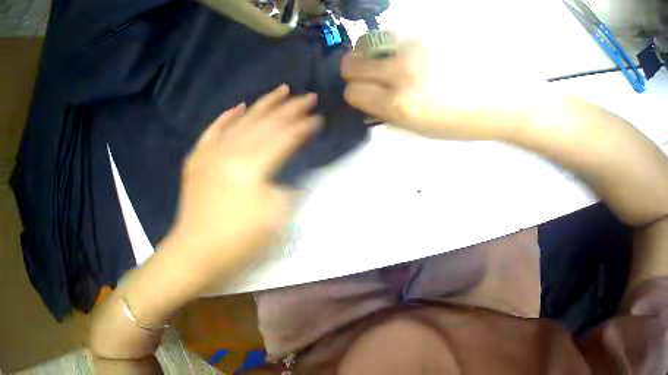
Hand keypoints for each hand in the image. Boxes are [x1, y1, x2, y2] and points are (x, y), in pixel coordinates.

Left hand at [171, 85, 321, 274]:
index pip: (283, 138)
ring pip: (241, 121)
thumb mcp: (274, 220)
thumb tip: (293, 176)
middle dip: (289, 109)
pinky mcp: (198, 159)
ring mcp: (211, 152)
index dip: (302, 127)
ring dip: (263, 104)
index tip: (318, 117)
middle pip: (265, 124)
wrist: (195, 251)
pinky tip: (239, 106)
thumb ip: (288, 191)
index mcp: (251, 166)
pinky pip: (213, 130)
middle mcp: (231, 151)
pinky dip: (226, 117)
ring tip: (281, 89)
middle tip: (308, 96)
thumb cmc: (236, 241)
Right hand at [341, 43, 551, 140]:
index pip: (352, 92)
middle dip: (356, 70)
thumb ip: (389, 114)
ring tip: (394, 59)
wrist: (506, 97)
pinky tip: (413, 50)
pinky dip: (394, 42)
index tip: (366, 92)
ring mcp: (414, 45)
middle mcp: (402, 71)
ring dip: (372, 52)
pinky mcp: (426, 30)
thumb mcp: (424, 130)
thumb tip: (366, 99)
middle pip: (350, 63)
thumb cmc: (468, 120)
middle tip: (373, 73)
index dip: (356, 93)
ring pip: (367, 42)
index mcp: (401, 105)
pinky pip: (393, 32)